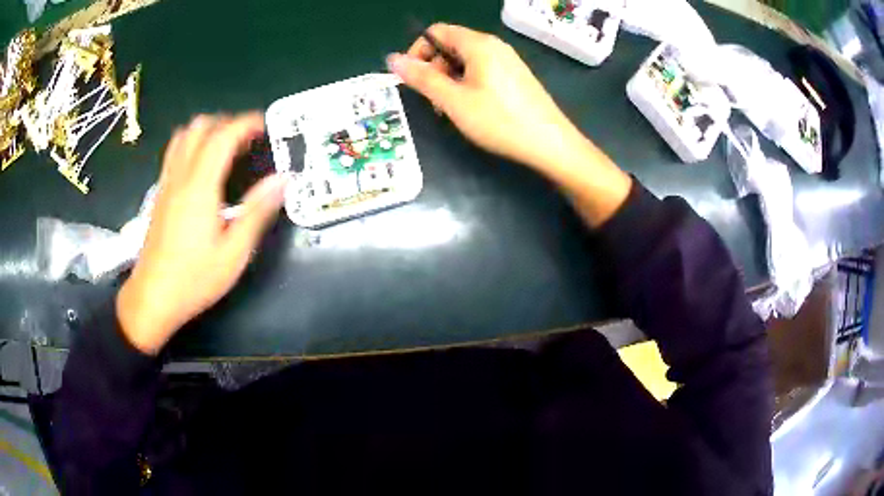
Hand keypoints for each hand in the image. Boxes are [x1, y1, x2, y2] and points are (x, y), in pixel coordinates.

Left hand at [117, 113, 287, 354]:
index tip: (266, 125)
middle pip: (200, 127)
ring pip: (183, 136)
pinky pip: (174, 152)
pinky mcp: (159, 194)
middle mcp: (180, 176)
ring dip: (207, 130)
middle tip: (247, 138)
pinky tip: (203, 166)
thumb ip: (257, 211)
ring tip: (226, 147)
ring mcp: (166, 184)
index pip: (223, 136)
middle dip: (227, 122)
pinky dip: (192, 144)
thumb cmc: (194, 278)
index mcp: (200, 186)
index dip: (246, 123)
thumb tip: (283, 179)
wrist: (152, 297)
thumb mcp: (234, 252)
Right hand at [386, 23, 584, 173]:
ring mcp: (507, 61)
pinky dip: (467, 85)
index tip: (412, 79)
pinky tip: (472, 110)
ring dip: (449, 81)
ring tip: (452, 110)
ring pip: (465, 61)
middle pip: (450, 46)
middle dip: (434, 69)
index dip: (417, 51)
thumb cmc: (500, 120)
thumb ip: (422, 78)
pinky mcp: (515, 76)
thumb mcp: (454, 100)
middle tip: (434, 101)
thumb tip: (392, 59)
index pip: (436, 32)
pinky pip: (482, 72)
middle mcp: (493, 46)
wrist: (551, 144)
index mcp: (478, 44)